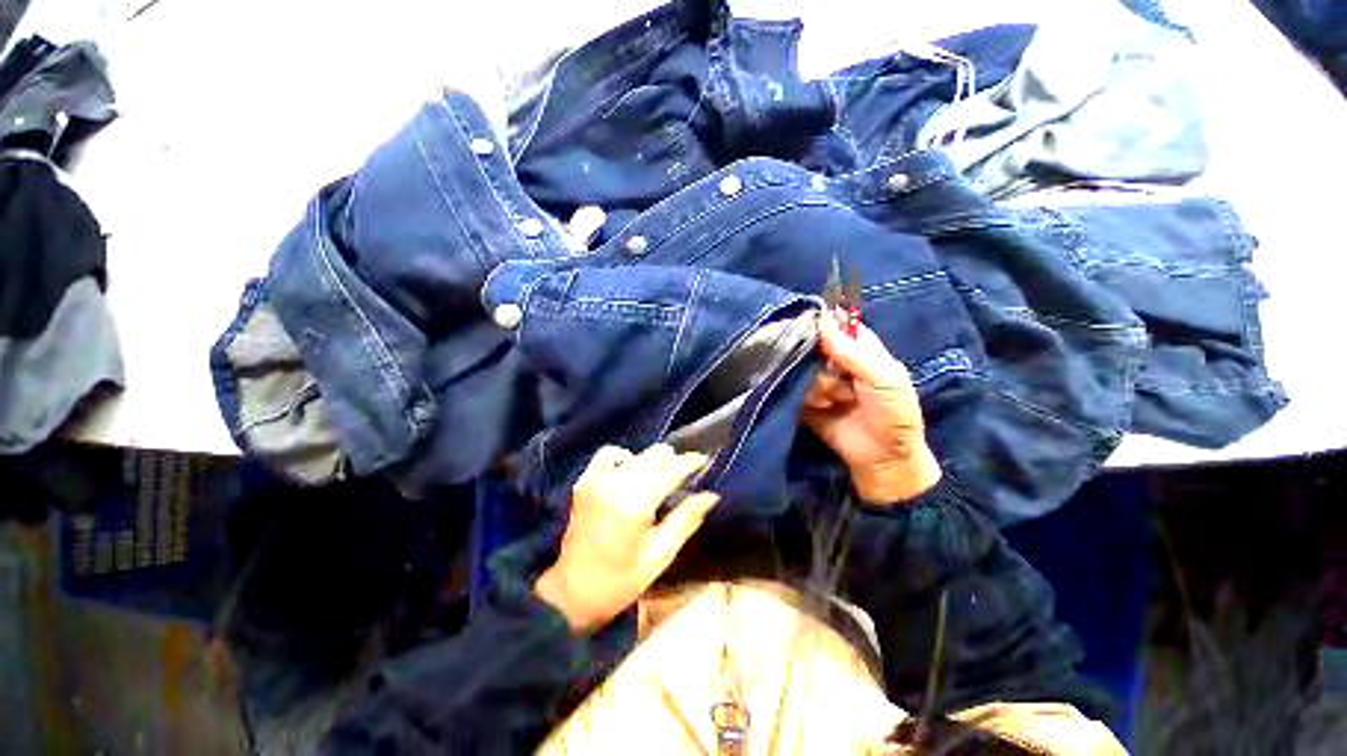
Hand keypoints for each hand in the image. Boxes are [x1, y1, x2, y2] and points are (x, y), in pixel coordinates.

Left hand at [535, 444, 719, 633]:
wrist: (571, 591)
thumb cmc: (621, 580)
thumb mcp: (660, 555)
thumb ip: (686, 519)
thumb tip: (711, 496)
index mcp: (638, 502)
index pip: (673, 469)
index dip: (692, 462)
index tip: (704, 460)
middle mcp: (618, 482)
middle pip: (656, 454)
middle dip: (674, 461)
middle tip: (684, 476)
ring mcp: (598, 478)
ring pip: (638, 453)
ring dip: (652, 461)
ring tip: (660, 478)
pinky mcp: (585, 480)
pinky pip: (609, 454)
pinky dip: (625, 457)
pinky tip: (631, 471)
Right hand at [803, 311, 940, 504]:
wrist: (882, 458)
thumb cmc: (893, 413)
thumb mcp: (884, 378)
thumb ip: (853, 351)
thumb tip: (821, 321)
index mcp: (861, 349)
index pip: (837, 324)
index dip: (825, 322)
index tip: (813, 324)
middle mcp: (837, 361)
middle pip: (814, 345)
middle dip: (821, 359)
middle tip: (833, 372)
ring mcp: (819, 381)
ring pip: (804, 367)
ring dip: (820, 384)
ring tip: (838, 400)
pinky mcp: (805, 400)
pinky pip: (795, 388)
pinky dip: (810, 397)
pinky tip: (824, 407)